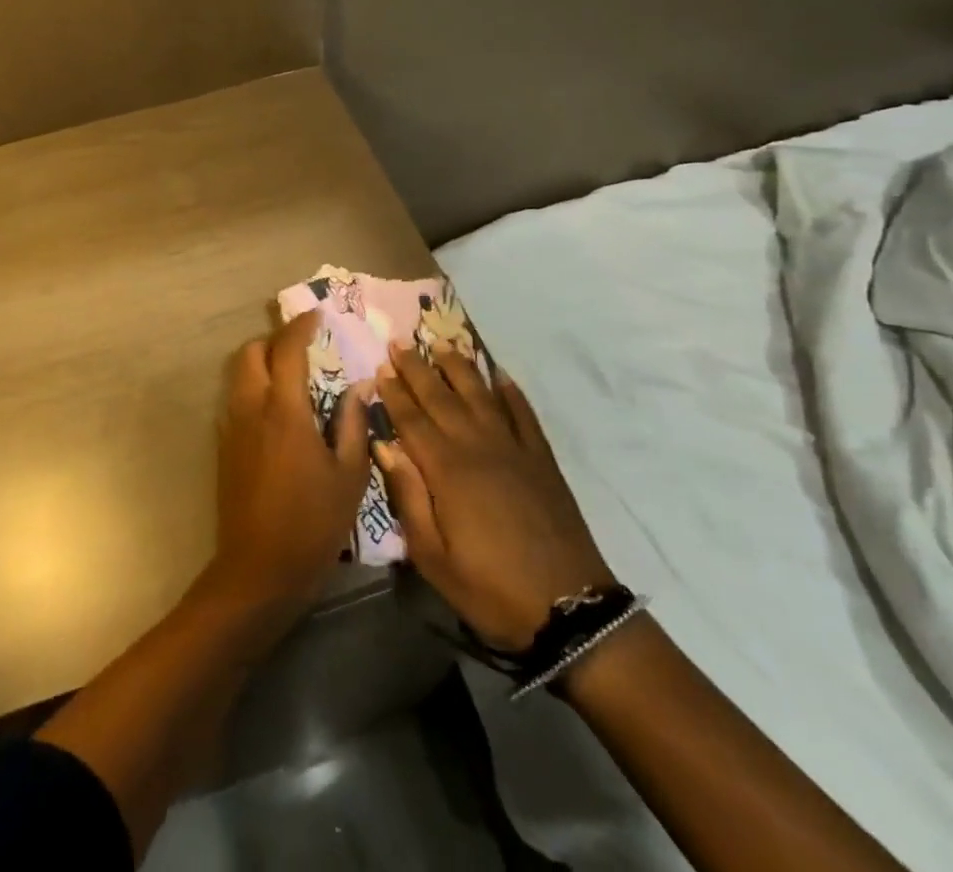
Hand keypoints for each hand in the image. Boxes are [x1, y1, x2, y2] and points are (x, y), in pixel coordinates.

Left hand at [210, 312, 371, 610]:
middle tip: (303, 346)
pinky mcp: (223, 445)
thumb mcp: (348, 476)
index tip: (316, 315)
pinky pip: (235, 398)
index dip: (301, 326)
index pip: (287, 350)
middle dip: (275, 340)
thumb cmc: (312, 523)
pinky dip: (252, 386)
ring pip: (238, 373)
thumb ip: (354, 424)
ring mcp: (232, 426)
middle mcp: (252, 408)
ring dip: (261, 361)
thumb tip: (361, 386)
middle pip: (251, 352)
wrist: (258, 570)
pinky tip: (277, 409)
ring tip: (291, 374)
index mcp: (285, 410)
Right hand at [375, 345, 614, 651]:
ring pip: (480, 395)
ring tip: (442, 344)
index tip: (381, 366)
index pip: (413, 419)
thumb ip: (408, 497)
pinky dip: (510, 391)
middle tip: (400, 342)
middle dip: (418, 368)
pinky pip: (523, 414)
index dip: (395, 392)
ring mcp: (514, 449)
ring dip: (459, 368)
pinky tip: (499, 374)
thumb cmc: (491, 589)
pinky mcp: (542, 460)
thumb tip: (385, 446)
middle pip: (441, 398)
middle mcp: (478, 447)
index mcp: (447, 471)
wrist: (571, 609)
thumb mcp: (434, 557)